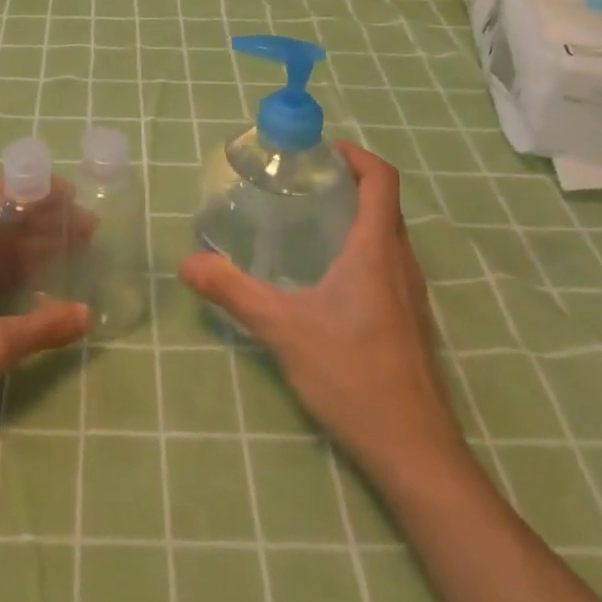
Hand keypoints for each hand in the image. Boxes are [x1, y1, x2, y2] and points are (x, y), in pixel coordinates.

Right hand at [179, 143, 463, 473]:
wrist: (414, 451)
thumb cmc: (352, 376)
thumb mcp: (283, 329)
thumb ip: (233, 291)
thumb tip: (188, 263)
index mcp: (377, 251)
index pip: (382, 180)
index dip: (357, 155)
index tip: (322, 150)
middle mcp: (402, 263)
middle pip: (385, 203)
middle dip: (350, 182)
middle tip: (303, 181)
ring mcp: (411, 295)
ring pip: (389, 235)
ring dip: (358, 215)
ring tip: (309, 220)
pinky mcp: (409, 321)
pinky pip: (389, 264)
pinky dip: (362, 248)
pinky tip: (327, 276)